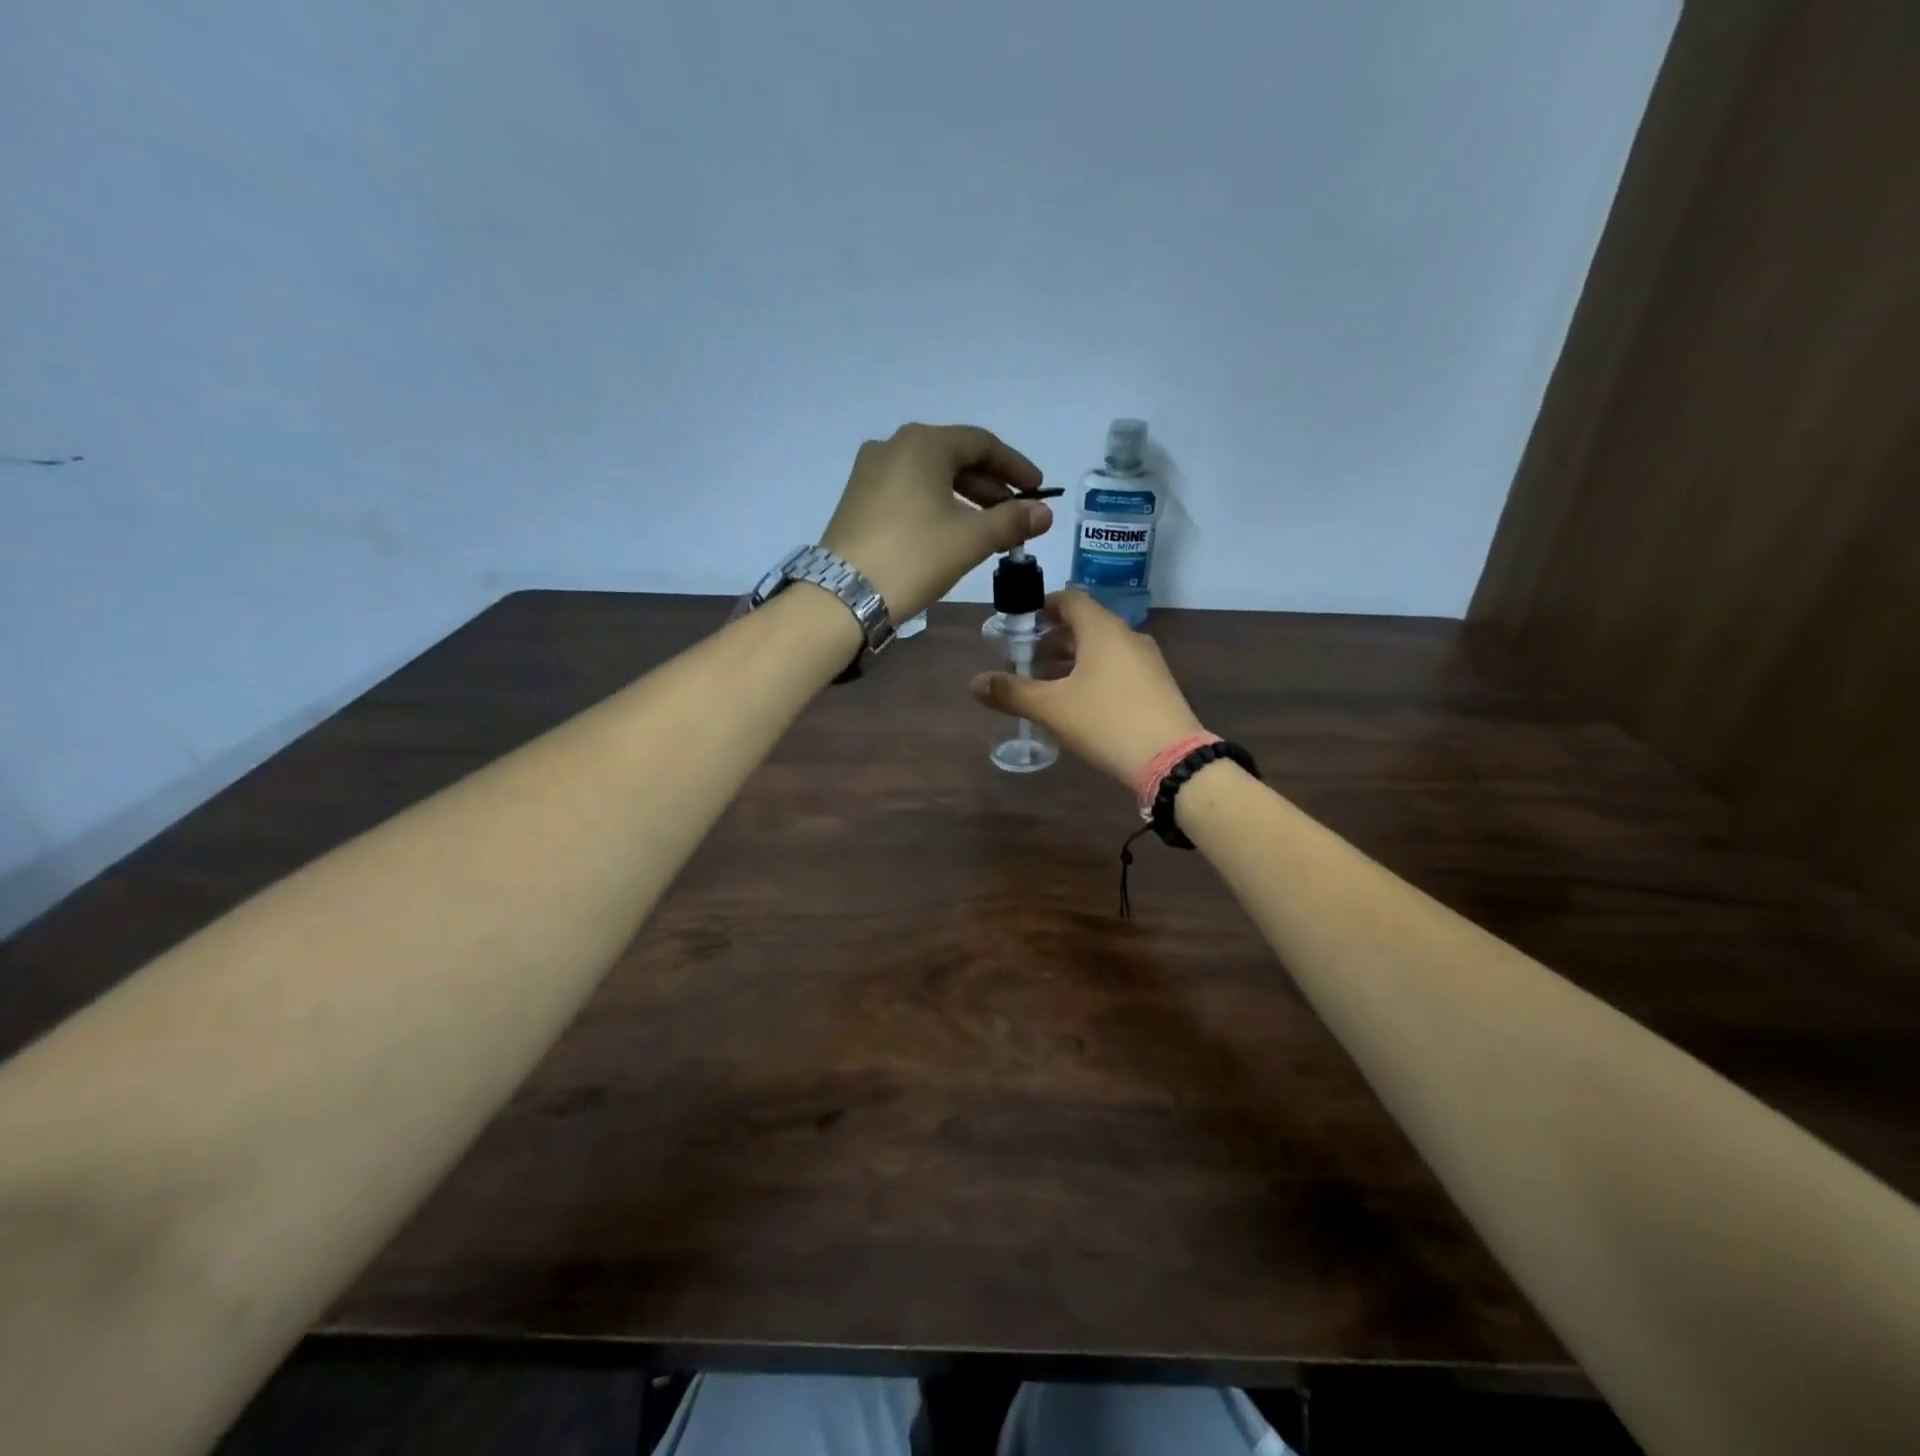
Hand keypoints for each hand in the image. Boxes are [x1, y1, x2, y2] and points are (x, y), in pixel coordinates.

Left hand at [820, 423, 1051, 621]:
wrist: (844, 595)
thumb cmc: (914, 556)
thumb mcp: (970, 539)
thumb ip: (1011, 521)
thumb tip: (1045, 513)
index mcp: (923, 443)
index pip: (982, 444)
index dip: (1015, 467)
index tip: (1038, 491)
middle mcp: (894, 446)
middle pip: (955, 457)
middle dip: (990, 486)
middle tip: (1017, 513)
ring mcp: (870, 471)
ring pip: (931, 476)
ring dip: (965, 498)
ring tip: (990, 528)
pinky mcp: (858, 498)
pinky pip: (909, 490)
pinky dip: (937, 504)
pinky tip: (951, 531)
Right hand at [971, 590, 1206, 786]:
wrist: (1171, 759)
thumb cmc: (1106, 721)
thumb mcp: (1052, 708)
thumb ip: (1012, 692)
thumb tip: (975, 683)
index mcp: (1103, 630)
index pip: (1070, 599)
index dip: (1043, 605)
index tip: (1021, 621)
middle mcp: (1128, 637)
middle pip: (1085, 625)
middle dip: (1053, 639)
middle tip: (1026, 659)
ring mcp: (1147, 661)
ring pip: (1102, 649)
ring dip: (1072, 660)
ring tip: (1047, 684)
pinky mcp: (1157, 686)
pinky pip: (1118, 668)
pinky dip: (1093, 675)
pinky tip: (1079, 704)